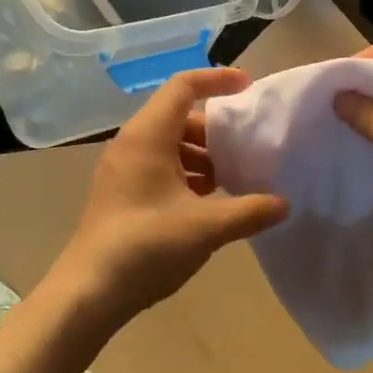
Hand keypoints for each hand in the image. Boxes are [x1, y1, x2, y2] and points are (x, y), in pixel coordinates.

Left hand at [49, 69, 288, 330]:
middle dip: (215, 130)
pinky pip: (158, 168)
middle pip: (178, 117)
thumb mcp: (206, 227)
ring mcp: (122, 170)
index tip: (249, 87)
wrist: (88, 292)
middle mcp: (131, 144)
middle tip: (247, 149)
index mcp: (147, 136)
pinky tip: (207, 205)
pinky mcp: (121, 194)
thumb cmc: (146, 246)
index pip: (183, 87)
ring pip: (169, 145)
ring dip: (202, 157)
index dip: (217, 80)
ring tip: (232, 181)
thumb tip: (284, 204)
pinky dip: (186, 175)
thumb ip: (249, 211)